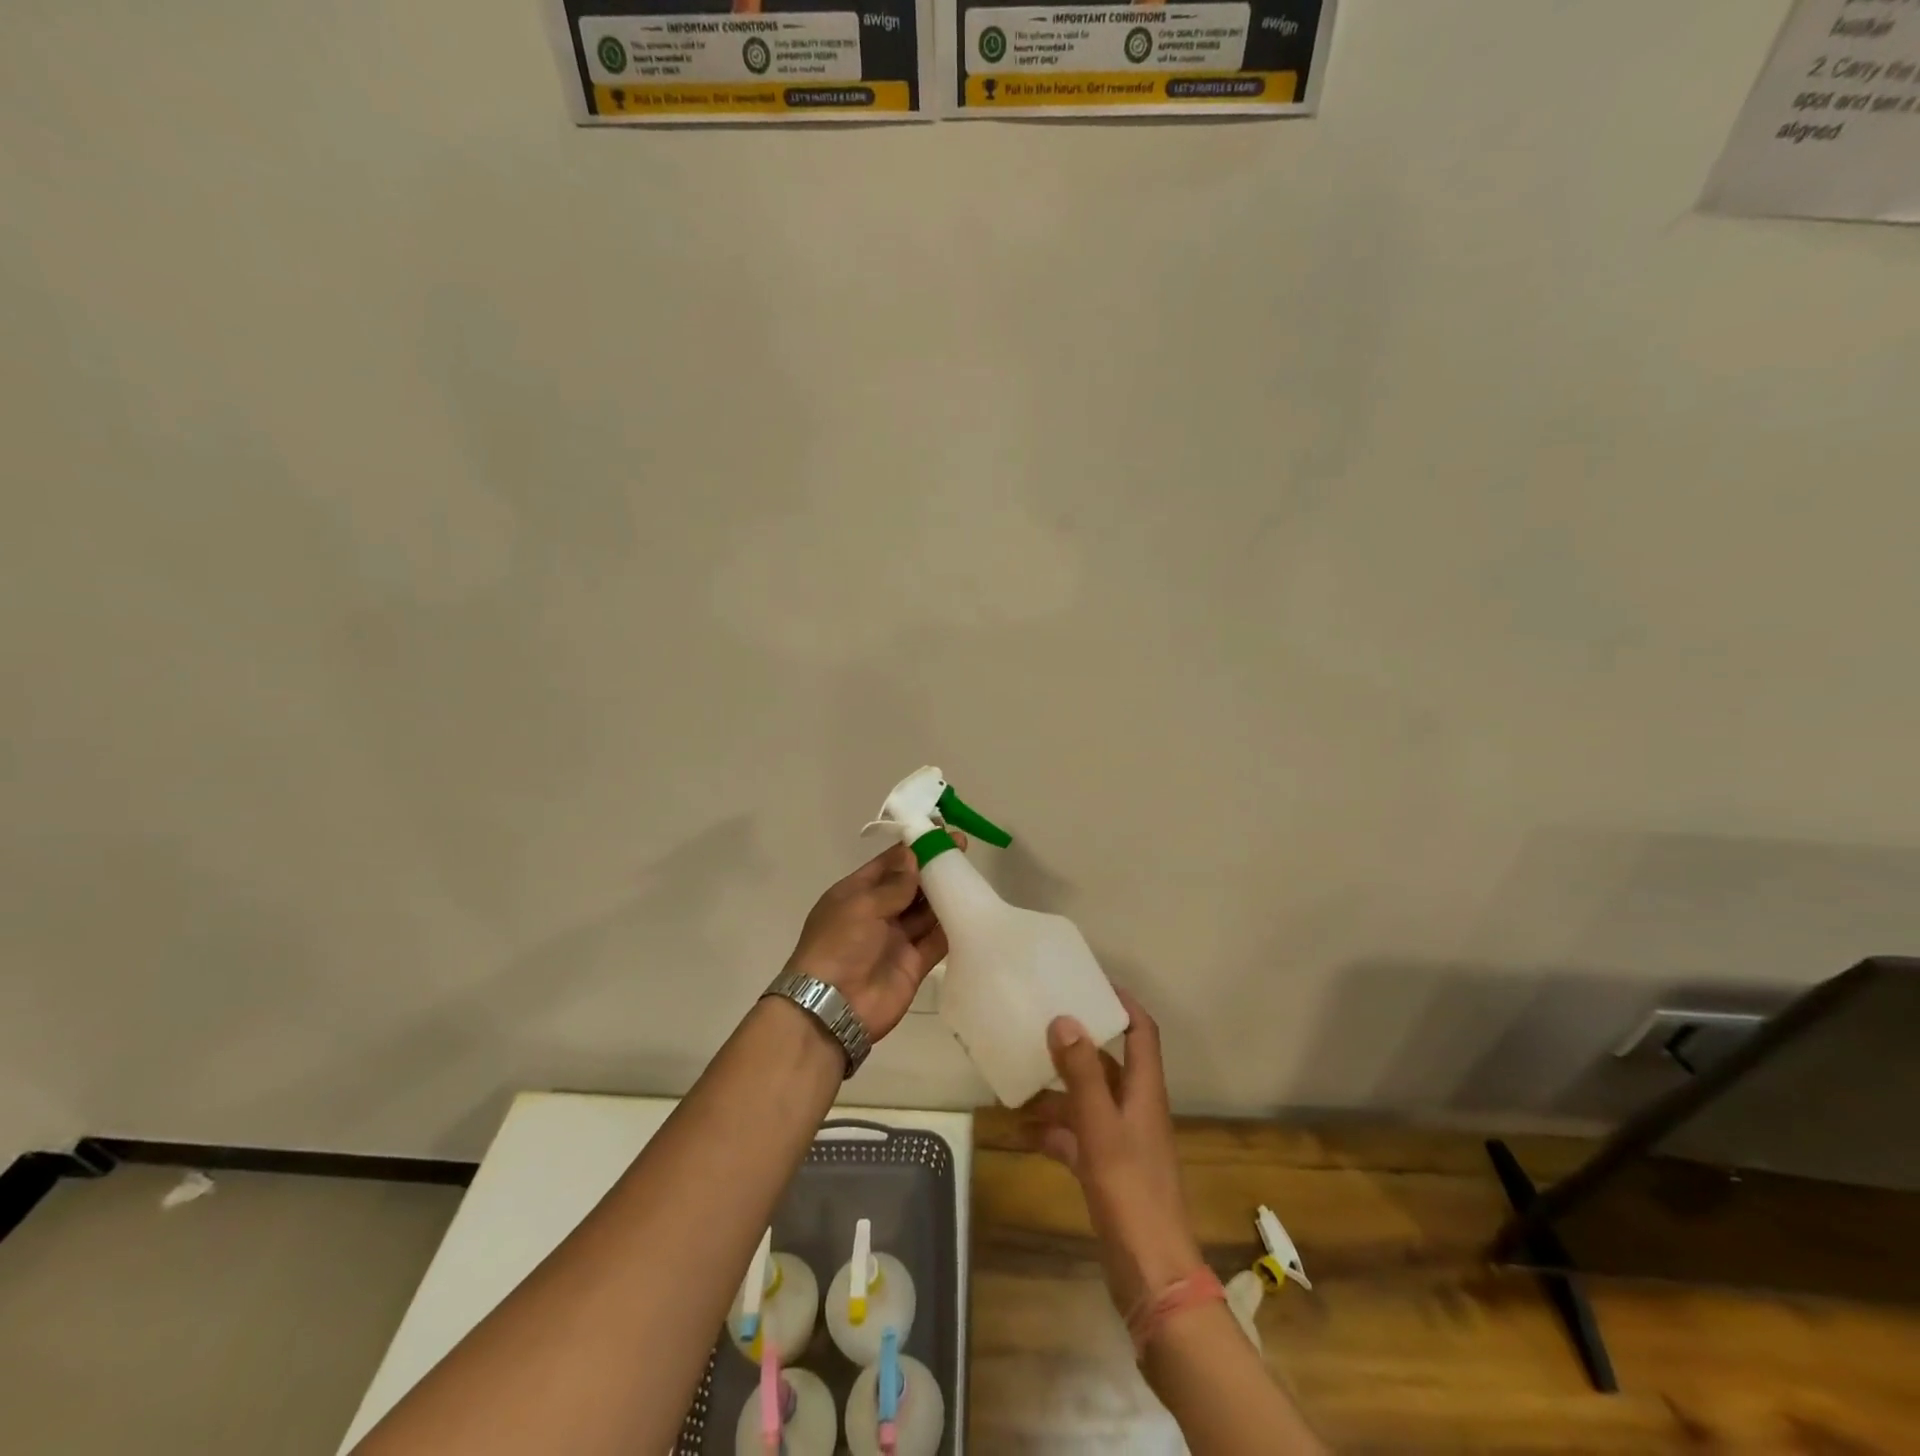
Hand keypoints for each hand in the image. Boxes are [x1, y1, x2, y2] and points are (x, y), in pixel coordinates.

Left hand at [780, 840, 960, 1042]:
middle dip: (933, 867)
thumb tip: (913, 855)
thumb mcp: (861, 906)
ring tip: (971, 873)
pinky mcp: (913, 964)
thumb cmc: (839, 946)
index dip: (913, 847)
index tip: (939, 830)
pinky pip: (935, 940)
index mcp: (856, 894)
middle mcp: (877, 913)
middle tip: (962, 848)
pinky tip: (970, 909)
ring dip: (944, 893)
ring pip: (925, 911)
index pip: (889, 864)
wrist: (832, 1008)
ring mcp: (896, 939)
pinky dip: (951, 927)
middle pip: (910, 885)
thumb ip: (893, 884)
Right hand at [1024, 989, 1201, 1317]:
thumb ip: (1081, 1072)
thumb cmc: (1130, 1191)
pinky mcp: (1107, 1170)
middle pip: (1107, 1064)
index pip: (1141, 1032)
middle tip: (1038, 1027)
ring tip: (1017, 1083)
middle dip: (1075, 1047)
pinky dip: (1053, 1131)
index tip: (1090, 983)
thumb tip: (1064, 1018)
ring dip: (1056, 1093)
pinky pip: (1076, 1137)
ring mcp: (1122, 1141)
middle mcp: (1135, 1108)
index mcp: (1144, 1090)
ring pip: (1087, 1101)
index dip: (1122, 1004)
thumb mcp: (1100, 1126)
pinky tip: (1022, 1133)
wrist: (1151, 1275)